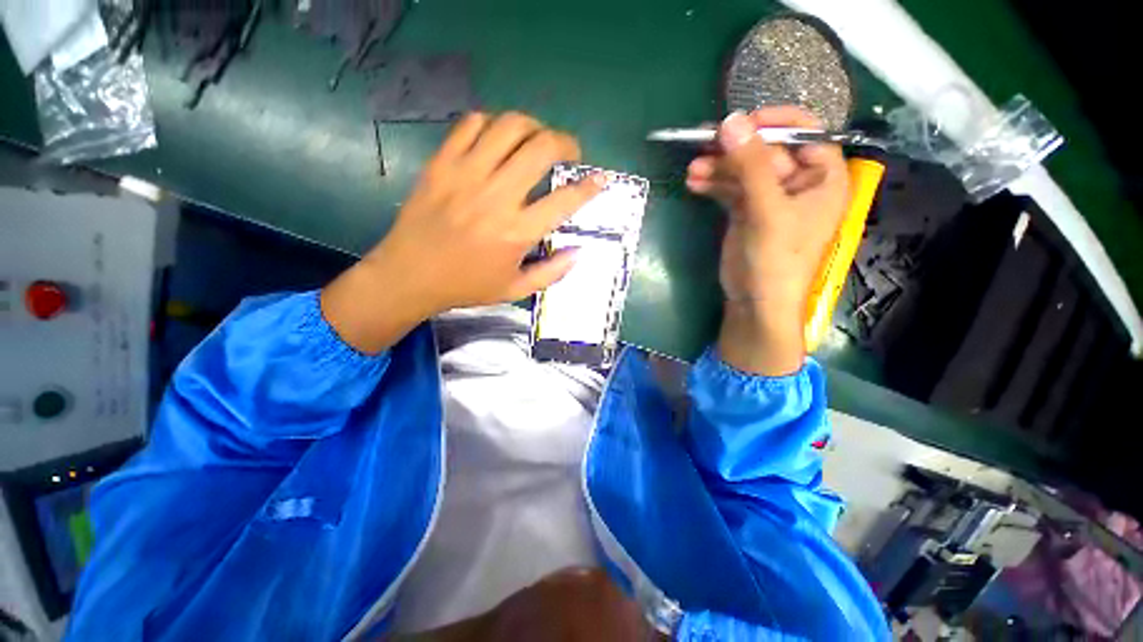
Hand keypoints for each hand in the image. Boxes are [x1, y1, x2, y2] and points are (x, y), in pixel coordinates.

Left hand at [321, 112, 604, 353]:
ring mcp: (466, 174)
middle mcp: (496, 197)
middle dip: (566, 143)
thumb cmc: (466, 286)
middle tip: (569, 152)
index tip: (601, 179)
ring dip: (533, 126)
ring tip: (537, 139)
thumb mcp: (515, 290)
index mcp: (517, 232)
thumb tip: (579, 252)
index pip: (565, 200)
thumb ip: (552, 272)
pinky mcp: (442, 162)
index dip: (589, 187)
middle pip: (541, 148)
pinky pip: (471, 124)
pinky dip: (493, 124)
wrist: (409, 275)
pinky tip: (498, 139)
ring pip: (509, 126)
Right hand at [687, 107, 848, 375]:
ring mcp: (769, 198)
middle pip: (765, 151)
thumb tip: (730, 121)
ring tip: (693, 170)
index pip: (804, 133)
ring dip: (717, 168)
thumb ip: (750, 166)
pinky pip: (730, 189)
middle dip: (734, 150)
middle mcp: (797, 183)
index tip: (741, 123)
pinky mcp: (746, 212)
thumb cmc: (775, 259)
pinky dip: (713, 185)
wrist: (755, 302)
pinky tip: (693, 183)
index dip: (774, 123)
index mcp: (822, 178)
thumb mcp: (766, 211)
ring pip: (743, 170)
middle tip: (704, 146)